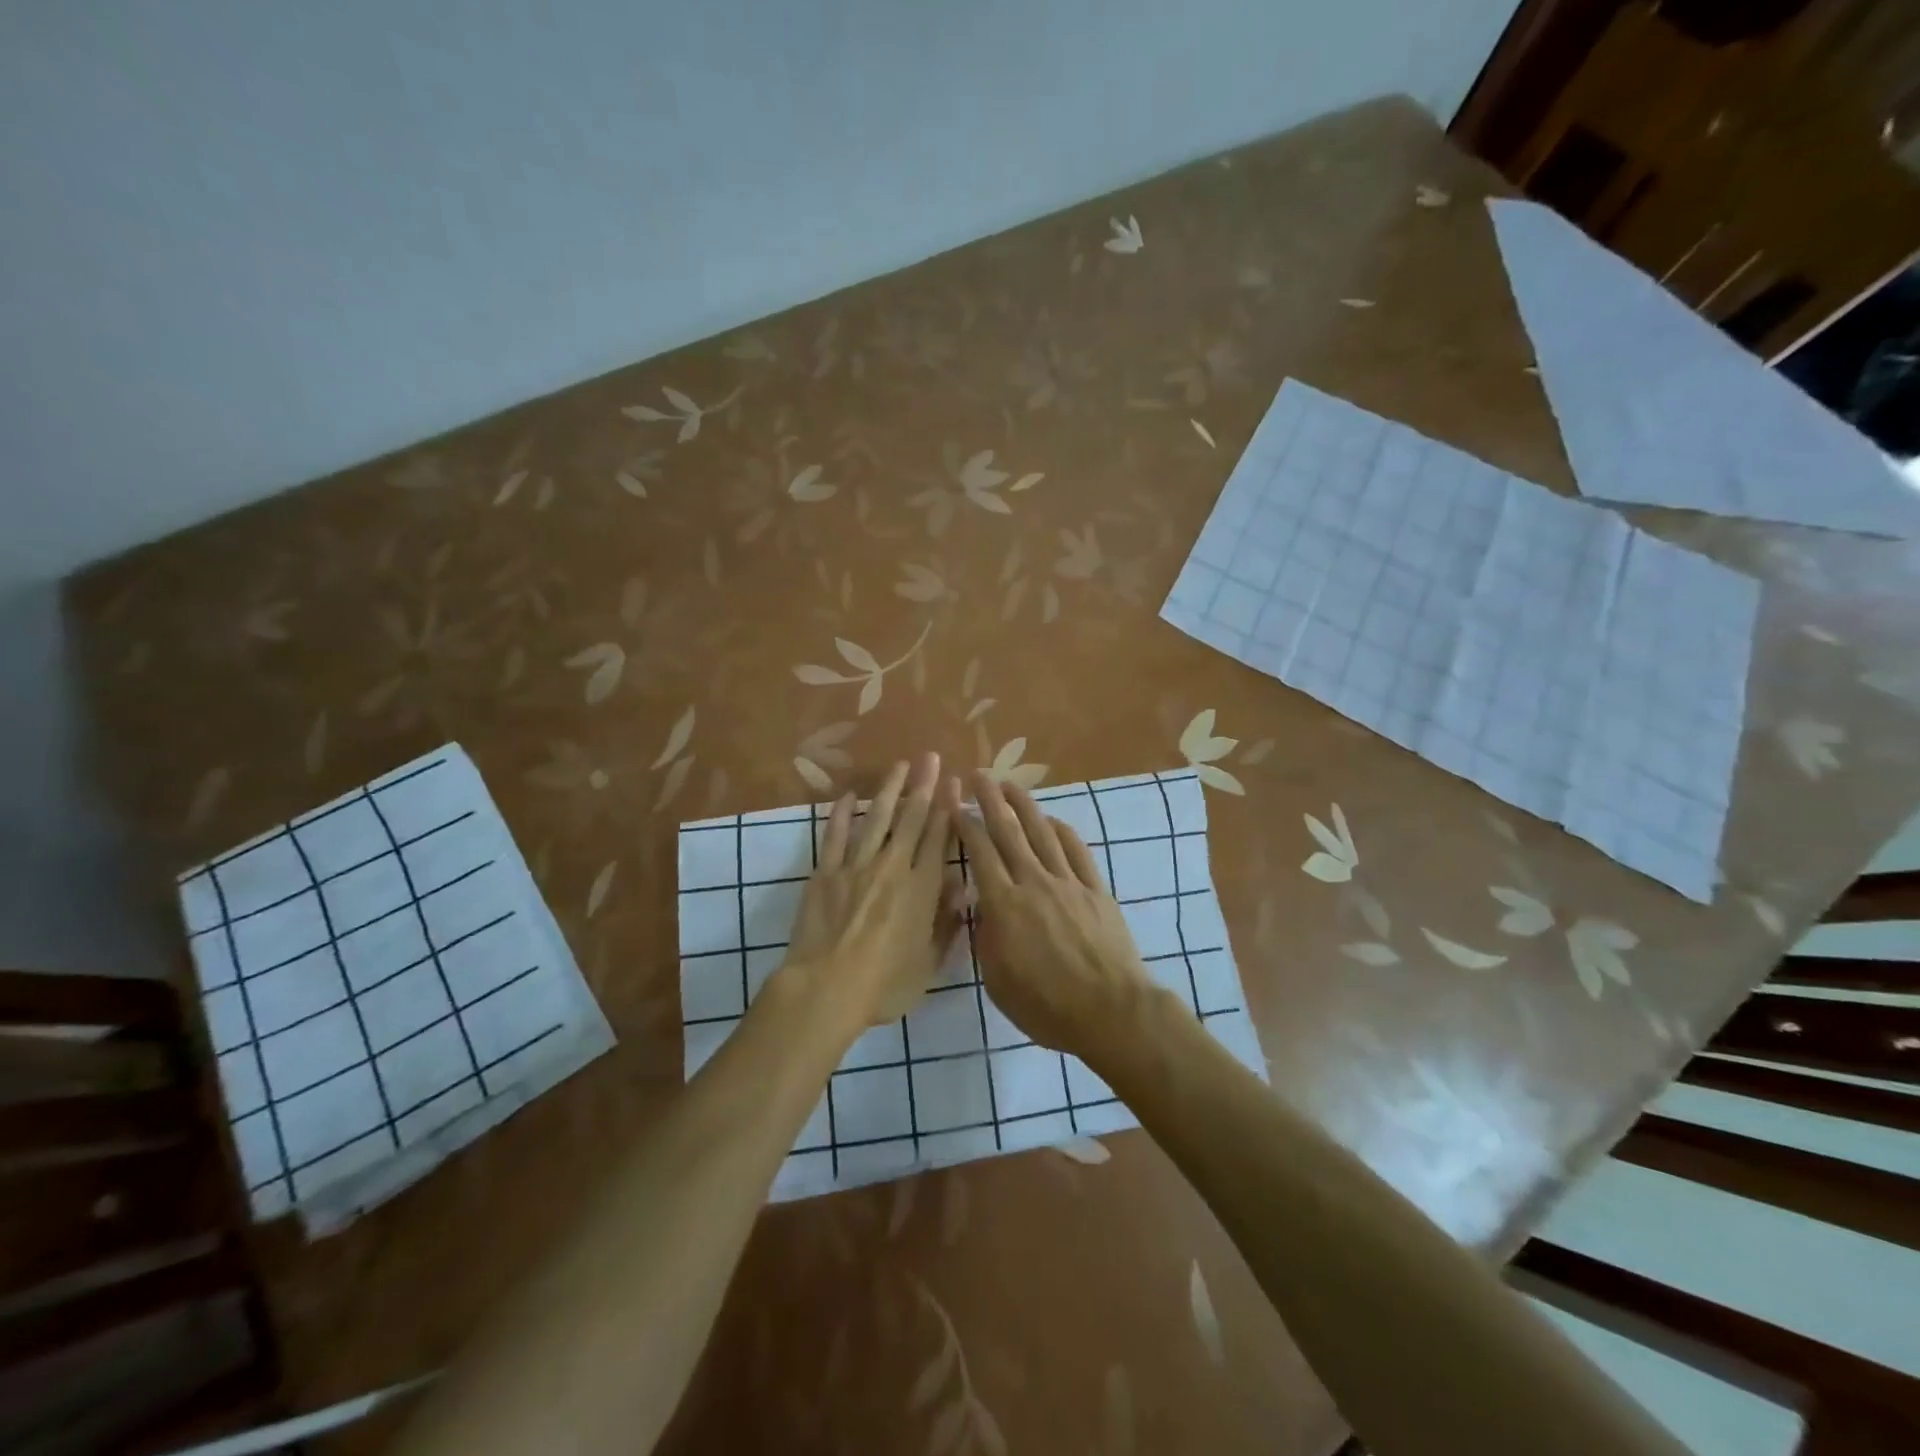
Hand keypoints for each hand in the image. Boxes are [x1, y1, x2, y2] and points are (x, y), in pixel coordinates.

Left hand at [782, 754, 960, 1030]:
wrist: (826, 989)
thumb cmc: (883, 985)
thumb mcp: (928, 964)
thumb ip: (946, 924)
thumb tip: (962, 889)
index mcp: (921, 890)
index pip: (939, 839)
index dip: (948, 809)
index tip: (955, 784)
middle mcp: (892, 868)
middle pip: (911, 819)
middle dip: (924, 786)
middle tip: (931, 758)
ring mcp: (856, 866)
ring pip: (876, 819)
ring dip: (889, 790)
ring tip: (899, 765)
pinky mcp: (825, 872)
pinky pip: (834, 837)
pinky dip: (840, 815)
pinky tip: (845, 796)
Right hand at [947, 770, 1159, 1060]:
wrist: (1111, 1011)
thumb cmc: (1046, 1006)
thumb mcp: (997, 981)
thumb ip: (984, 938)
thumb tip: (981, 907)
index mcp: (1004, 905)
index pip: (980, 853)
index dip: (966, 824)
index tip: (955, 803)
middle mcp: (1034, 882)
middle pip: (1009, 832)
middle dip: (991, 800)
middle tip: (979, 775)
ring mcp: (1068, 882)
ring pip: (1042, 833)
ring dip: (1024, 805)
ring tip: (1010, 785)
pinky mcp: (1095, 889)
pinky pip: (1076, 850)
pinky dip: (1061, 830)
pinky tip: (1052, 820)